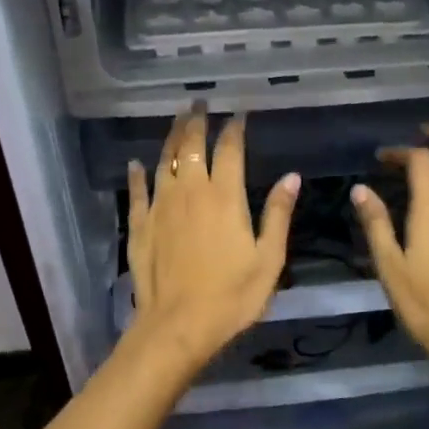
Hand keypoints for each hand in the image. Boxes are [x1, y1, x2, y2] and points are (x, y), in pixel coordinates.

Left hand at [125, 108, 299, 374]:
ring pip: (164, 161)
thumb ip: (278, 215)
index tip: (238, 115)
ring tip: (177, 121)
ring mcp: (161, 206)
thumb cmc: (232, 296)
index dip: (234, 129)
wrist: (179, 324)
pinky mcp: (140, 225)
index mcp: (225, 196)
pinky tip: (136, 164)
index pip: (230, 150)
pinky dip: (137, 174)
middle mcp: (190, 191)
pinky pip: (137, 191)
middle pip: (192, 146)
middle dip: (197, 121)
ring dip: (171, 138)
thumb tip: (292, 177)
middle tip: (199, 104)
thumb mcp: (269, 259)